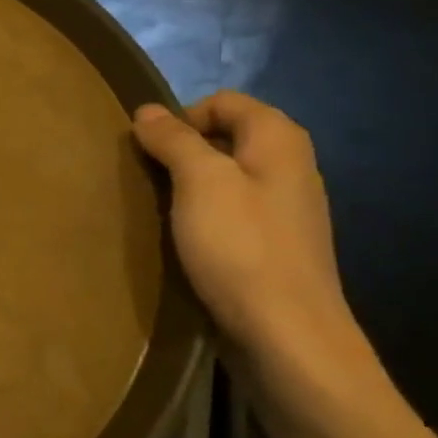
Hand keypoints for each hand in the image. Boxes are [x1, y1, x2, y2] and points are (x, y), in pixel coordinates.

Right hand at [132, 92, 353, 363]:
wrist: (286, 335)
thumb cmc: (241, 247)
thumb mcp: (200, 181)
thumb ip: (174, 140)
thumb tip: (148, 110)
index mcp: (279, 140)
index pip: (224, 101)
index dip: (182, 116)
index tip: (149, 149)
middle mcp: (289, 167)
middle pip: (225, 138)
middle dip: (182, 151)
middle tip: (148, 179)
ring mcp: (284, 210)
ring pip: (226, 178)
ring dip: (189, 187)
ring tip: (160, 210)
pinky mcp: (273, 247)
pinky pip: (231, 214)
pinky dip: (203, 217)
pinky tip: (185, 241)